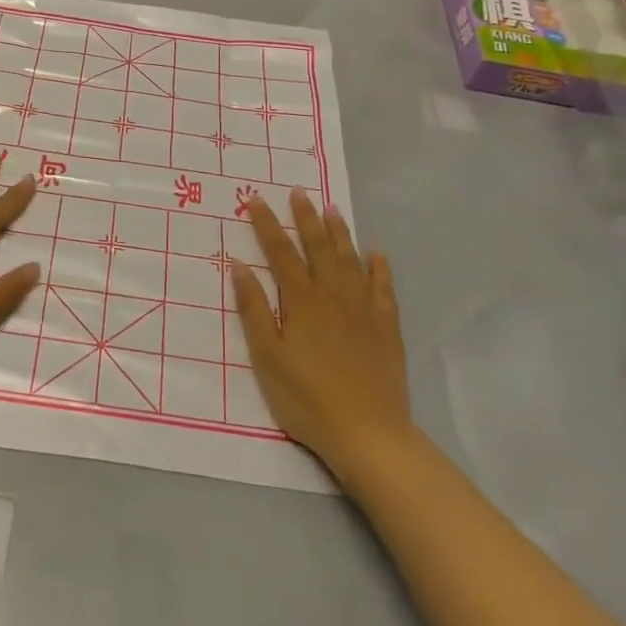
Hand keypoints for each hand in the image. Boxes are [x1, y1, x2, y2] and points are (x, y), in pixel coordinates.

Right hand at [230, 191, 410, 482]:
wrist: (368, 433)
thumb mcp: (268, 356)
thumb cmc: (307, 398)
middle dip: (306, 218)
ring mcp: (364, 309)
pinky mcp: (386, 327)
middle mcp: (333, 295)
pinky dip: (379, 267)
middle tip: (299, 192)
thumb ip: (254, 309)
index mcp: (302, 300)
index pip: (280, 252)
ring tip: (332, 209)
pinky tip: (376, 254)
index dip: (266, 224)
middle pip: (318, 247)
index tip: (255, 199)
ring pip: (350, 260)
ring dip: (340, 233)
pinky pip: (383, 287)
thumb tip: (239, 265)